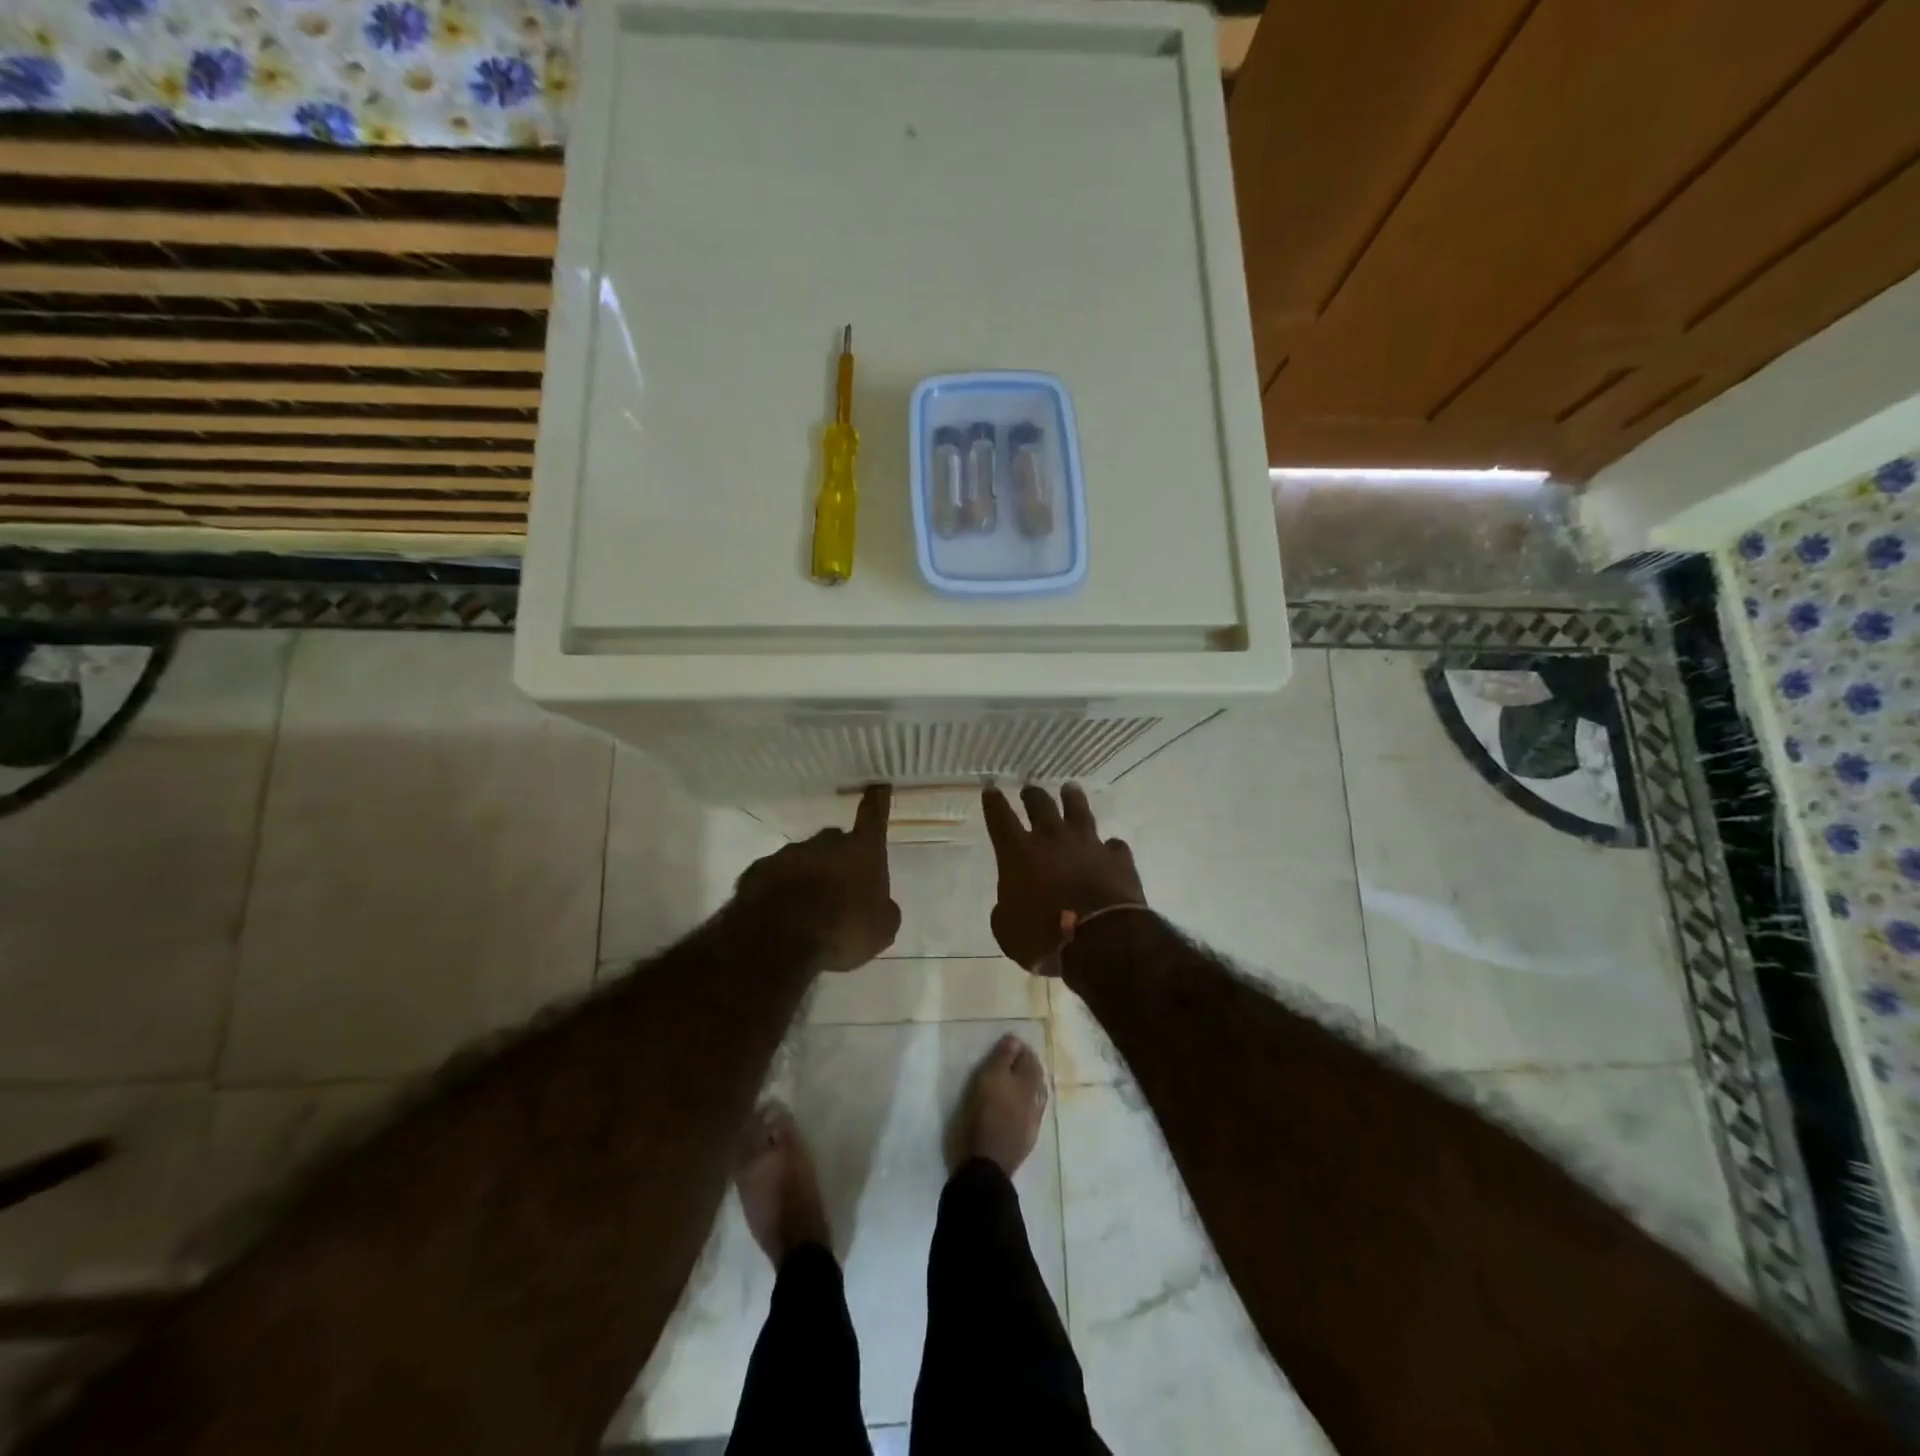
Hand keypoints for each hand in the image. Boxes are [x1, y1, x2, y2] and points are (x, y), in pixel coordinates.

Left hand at [736, 785, 900, 971]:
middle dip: (838, 858)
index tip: (877, 786)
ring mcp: (787, 854)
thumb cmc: (842, 930)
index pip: (873, 816)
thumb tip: (879, 904)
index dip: (877, 801)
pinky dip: (779, 889)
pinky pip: (773, 876)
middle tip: (840, 887)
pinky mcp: (756, 872)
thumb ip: (883, 909)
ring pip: (802, 859)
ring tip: (807, 908)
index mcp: (860, 851)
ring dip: (807, 876)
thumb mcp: (881, 929)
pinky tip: (781, 913)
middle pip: (835, 841)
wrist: (779, 942)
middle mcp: (824, 843)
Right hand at [983, 784, 1145, 973]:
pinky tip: (1111, 847)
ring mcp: (1088, 845)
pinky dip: (1110, 847)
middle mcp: (1052, 839)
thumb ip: (1005, 911)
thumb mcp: (1007, 930)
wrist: (1099, 939)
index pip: (1000, 819)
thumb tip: (1010, 904)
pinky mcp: (1117, 859)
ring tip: (1070, 789)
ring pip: (1079, 811)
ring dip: (1072, 799)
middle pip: (1041, 806)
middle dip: (1033, 795)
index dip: (994, 802)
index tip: (991, 787)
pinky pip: (1114, 846)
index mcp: (1019, 853)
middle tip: (1030, 789)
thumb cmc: (1042, 936)